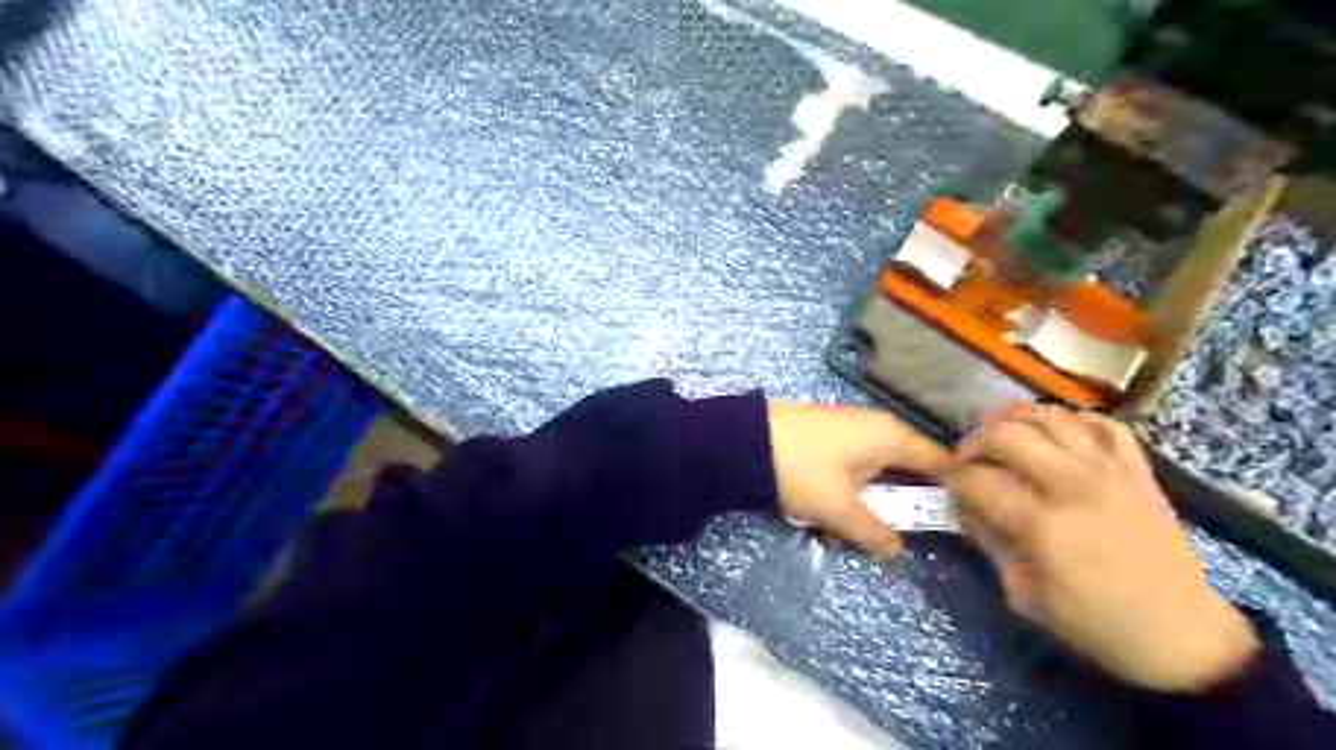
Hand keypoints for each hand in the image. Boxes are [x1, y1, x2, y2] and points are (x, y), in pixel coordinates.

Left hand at [767, 405, 955, 556]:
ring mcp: (847, 427)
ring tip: (837, 529)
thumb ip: (873, 532)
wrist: (741, 441)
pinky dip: (841, 491)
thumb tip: (896, 549)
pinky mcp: (823, 434)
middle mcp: (875, 426)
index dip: (950, 490)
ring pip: (871, 472)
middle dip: (894, 505)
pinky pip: (847, 467)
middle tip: (883, 534)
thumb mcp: (838, 509)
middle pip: (904, 469)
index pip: (939, 461)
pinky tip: (818, 511)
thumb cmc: (801, 470)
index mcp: (891, 437)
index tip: (954, 520)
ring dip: (861, 503)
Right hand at [954, 407, 1258, 694]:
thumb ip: (991, 543)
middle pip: (1008, 435)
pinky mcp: (1138, 473)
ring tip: (998, 430)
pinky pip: (1105, 426)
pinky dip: (1074, 419)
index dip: (954, 479)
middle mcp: (1073, 486)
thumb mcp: (1024, 594)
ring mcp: (1110, 473)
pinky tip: (1055, 430)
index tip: (947, 486)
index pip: (979, 480)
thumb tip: (966, 509)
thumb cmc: (1095, 623)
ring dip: (1015, 419)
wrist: (1183, 636)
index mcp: (1043, 524)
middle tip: (965, 457)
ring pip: (1052, 419)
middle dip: (974, 441)